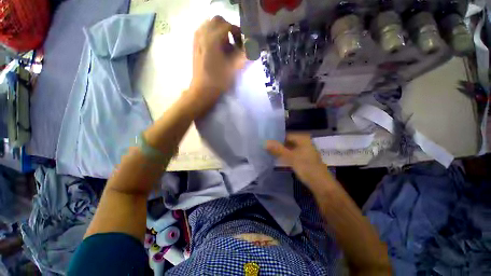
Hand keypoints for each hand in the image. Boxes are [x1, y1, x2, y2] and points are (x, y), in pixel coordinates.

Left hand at [188, 16, 245, 113]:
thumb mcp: (234, 67)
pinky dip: (212, 36)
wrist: (203, 90)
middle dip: (228, 29)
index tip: (242, 44)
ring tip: (226, 47)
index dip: (238, 33)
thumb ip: (244, 54)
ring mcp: (197, 39)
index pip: (228, 25)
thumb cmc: (219, 80)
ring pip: (210, 25)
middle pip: (217, 21)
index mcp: (213, 38)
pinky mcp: (195, 45)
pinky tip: (217, 49)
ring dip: (220, 32)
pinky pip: (204, 32)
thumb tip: (252, 47)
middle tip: (234, 43)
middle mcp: (203, 34)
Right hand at [266, 134, 331, 189]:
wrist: (320, 183)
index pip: (285, 134)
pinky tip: (276, 156)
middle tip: (264, 145)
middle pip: (286, 141)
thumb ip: (277, 149)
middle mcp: (303, 142)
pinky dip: (284, 154)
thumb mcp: (290, 157)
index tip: (265, 140)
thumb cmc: (307, 167)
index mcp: (302, 138)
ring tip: (267, 150)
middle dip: (276, 143)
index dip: (275, 137)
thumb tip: (264, 142)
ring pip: (288, 147)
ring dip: (279, 149)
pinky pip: (290, 153)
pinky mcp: (302, 157)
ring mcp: (303, 150)